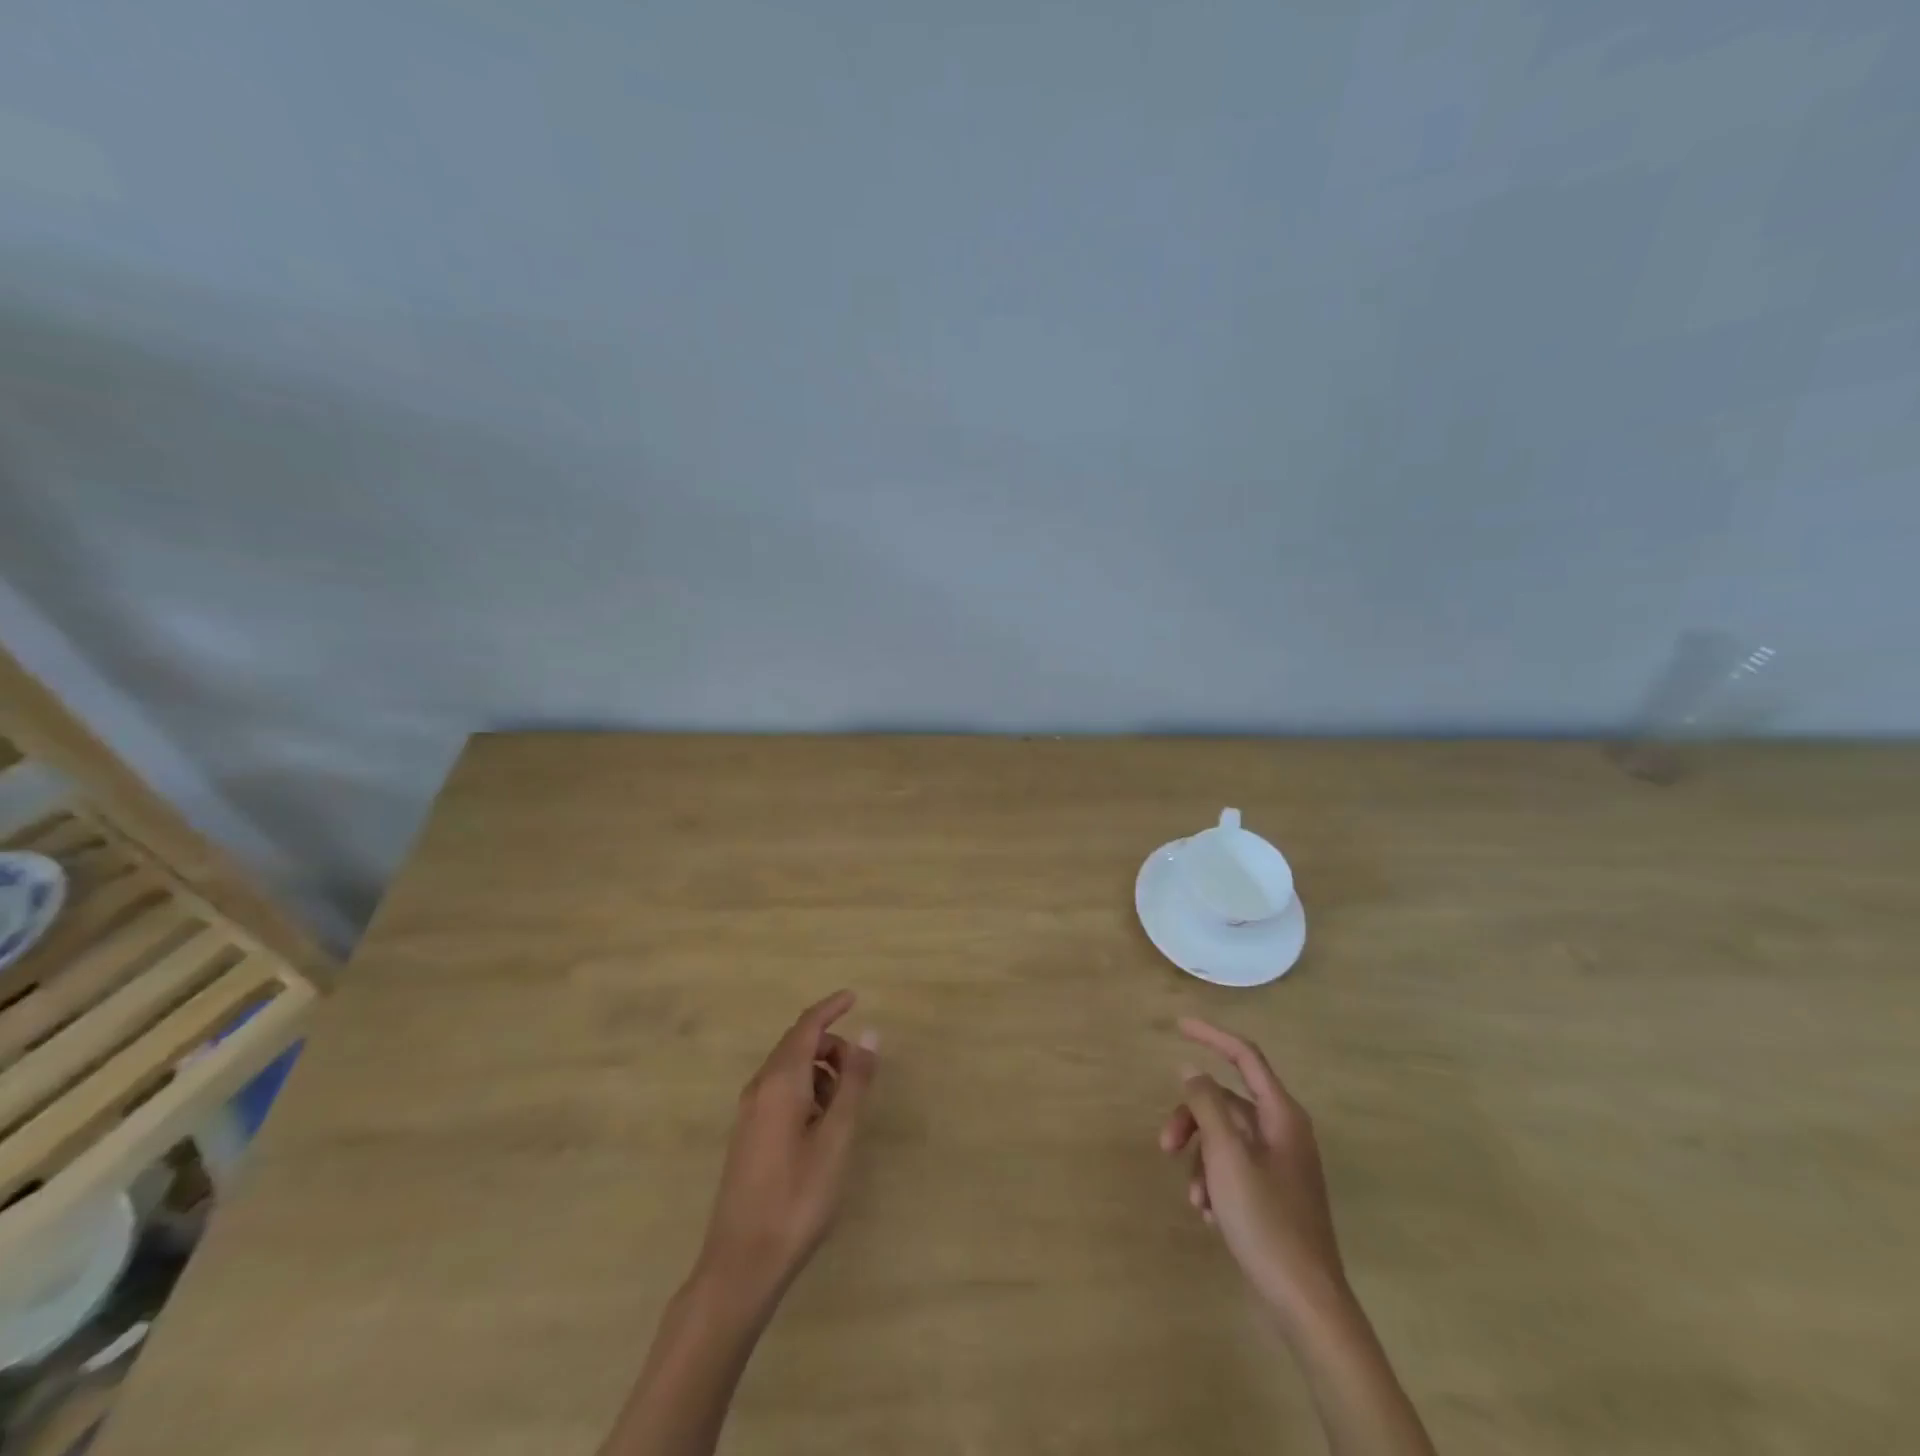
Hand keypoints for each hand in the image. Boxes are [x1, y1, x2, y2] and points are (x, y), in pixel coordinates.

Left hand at [697, 990, 878, 1300]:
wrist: (741, 1265)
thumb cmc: (797, 1198)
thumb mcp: (837, 1139)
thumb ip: (854, 1083)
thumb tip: (869, 1033)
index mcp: (779, 1082)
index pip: (806, 1026)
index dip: (831, 1008)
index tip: (855, 997)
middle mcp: (759, 1088)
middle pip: (797, 1045)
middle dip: (831, 1045)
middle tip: (862, 1072)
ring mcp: (749, 1112)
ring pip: (788, 1070)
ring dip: (820, 1071)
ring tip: (845, 1106)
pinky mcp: (748, 1135)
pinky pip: (780, 1092)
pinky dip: (806, 1091)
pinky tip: (822, 1126)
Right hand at [1160, 1017, 1347, 1328]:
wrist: (1305, 1303)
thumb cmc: (1266, 1220)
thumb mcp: (1227, 1155)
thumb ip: (1207, 1105)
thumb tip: (1192, 1070)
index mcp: (1281, 1115)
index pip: (1244, 1056)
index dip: (1211, 1036)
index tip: (1178, 1025)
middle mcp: (1283, 1132)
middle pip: (1226, 1103)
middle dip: (1191, 1120)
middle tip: (1164, 1144)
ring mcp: (1280, 1165)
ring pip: (1224, 1139)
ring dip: (1200, 1160)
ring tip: (1195, 1199)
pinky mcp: (1273, 1195)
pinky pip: (1233, 1168)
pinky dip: (1214, 1182)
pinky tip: (1208, 1215)